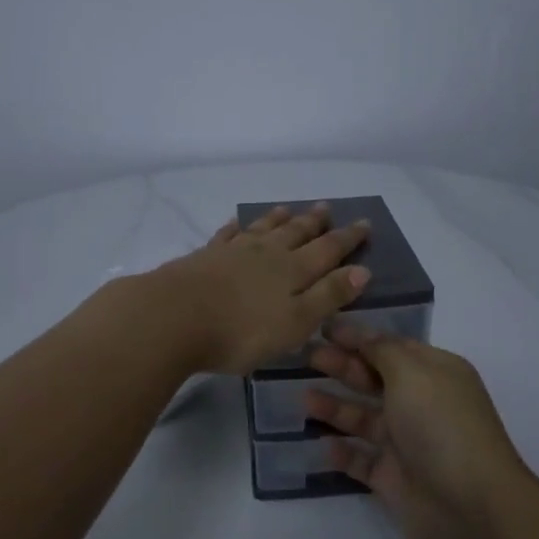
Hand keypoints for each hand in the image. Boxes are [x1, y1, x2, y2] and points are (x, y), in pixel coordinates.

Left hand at [148, 204, 371, 375]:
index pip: (328, 249)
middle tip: (327, 208)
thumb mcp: (295, 323)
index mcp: (293, 270)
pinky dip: (236, 227)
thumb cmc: (241, 330)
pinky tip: (236, 223)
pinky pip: (226, 235)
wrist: (174, 317)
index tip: (365, 223)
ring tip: (288, 208)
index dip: (348, 238)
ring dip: (278, 219)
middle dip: (315, 222)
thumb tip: (362, 270)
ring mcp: (233, 251)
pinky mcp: (205, 257)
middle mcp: (267, 253)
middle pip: (296, 232)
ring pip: (262, 229)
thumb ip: (328, 296)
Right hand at [304, 324, 532, 538]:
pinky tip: (322, 444)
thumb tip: (362, 334)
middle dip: (342, 366)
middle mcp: (421, 404)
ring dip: (335, 407)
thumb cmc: (441, 425)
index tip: (323, 328)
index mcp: (434, 373)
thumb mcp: (412, 372)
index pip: (391, 347)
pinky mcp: (393, 478)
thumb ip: (381, 350)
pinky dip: (342, 452)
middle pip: (374, 379)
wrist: (470, 506)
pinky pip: (361, 459)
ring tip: (304, 398)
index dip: (358, 337)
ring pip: (364, 418)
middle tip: (307, 357)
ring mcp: (407, 443)